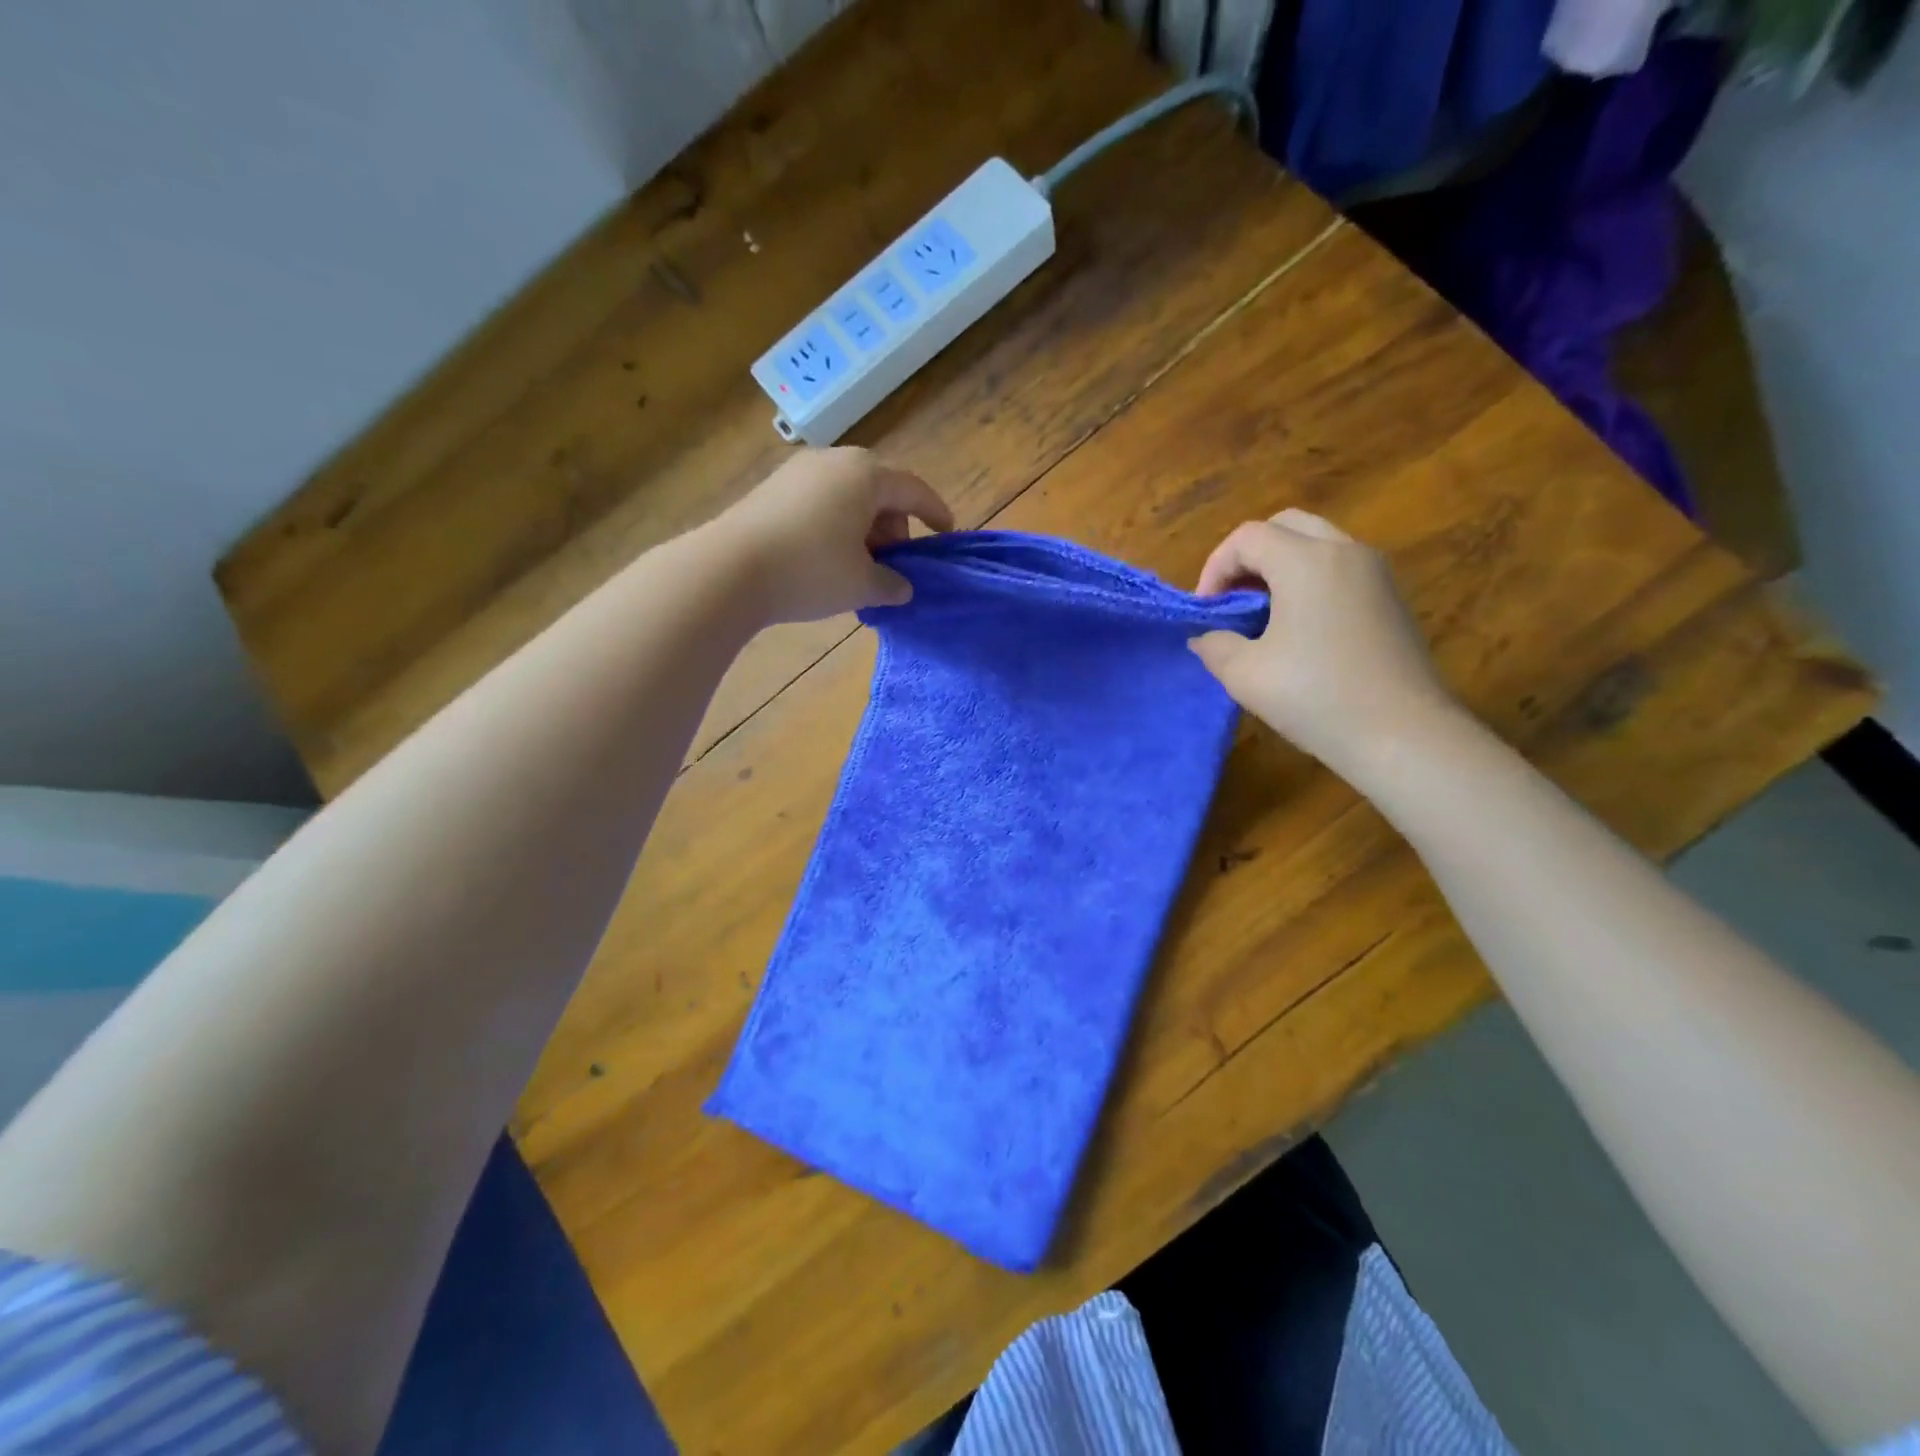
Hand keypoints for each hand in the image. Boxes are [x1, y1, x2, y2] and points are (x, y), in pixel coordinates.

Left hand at [716, 447, 954, 623]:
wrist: (728, 570)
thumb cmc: (811, 570)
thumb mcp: (862, 585)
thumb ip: (892, 584)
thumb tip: (902, 587)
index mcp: (866, 475)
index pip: (914, 490)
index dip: (935, 513)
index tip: (946, 534)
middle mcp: (834, 461)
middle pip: (879, 491)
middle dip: (893, 527)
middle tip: (892, 565)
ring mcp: (798, 471)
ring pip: (847, 497)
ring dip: (862, 529)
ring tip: (858, 568)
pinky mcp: (771, 488)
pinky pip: (819, 503)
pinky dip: (834, 526)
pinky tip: (825, 560)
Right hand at [1189, 509, 1459, 769]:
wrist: (1403, 735)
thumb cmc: (1316, 697)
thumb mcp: (1244, 675)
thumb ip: (1214, 645)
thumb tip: (1207, 636)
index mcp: (1305, 561)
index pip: (1247, 537)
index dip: (1214, 568)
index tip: (1206, 611)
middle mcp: (1345, 552)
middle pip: (1285, 525)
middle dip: (1248, 557)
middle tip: (1232, 600)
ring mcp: (1375, 572)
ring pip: (1317, 543)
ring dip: (1280, 566)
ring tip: (1261, 614)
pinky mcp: (1391, 598)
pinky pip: (1340, 567)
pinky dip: (1310, 580)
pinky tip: (1299, 628)